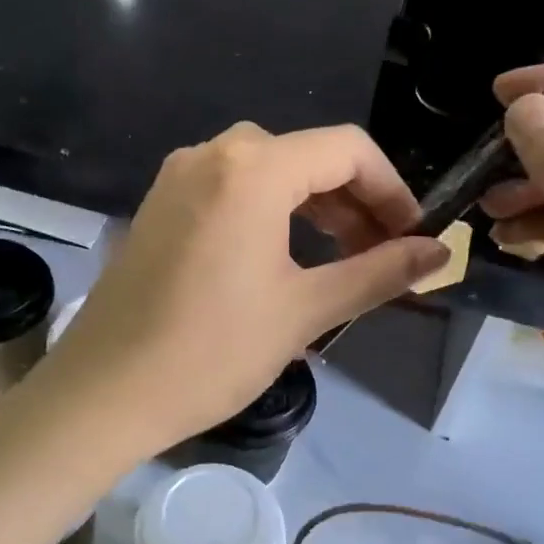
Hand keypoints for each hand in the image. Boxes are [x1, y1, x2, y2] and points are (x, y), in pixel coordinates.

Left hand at [42, 122, 448, 450]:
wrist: (104, 393)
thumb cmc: (212, 351)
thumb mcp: (305, 311)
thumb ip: (378, 273)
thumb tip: (439, 253)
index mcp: (252, 170)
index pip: (346, 150)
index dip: (391, 189)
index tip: (413, 235)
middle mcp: (210, 155)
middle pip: (305, 156)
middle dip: (353, 200)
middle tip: (382, 253)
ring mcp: (176, 178)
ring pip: (266, 172)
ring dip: (312, 206)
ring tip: (342, 258)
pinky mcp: (158, 207)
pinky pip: (228, 190)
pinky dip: (269, 212)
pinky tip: (283, 258)